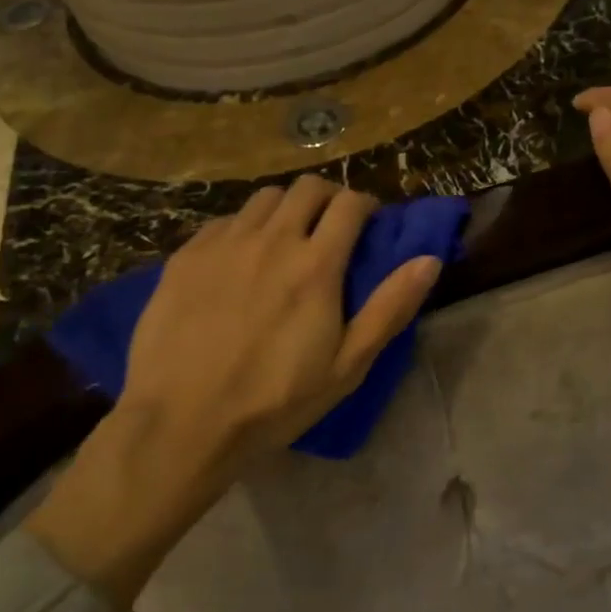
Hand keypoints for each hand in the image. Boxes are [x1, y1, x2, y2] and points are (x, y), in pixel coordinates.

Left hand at [28, 178, 440, 605]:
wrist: (180, 423)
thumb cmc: (274, 401)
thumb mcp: (347, 366)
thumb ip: (391, 308)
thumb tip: (429, 260)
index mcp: (316, 264)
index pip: (349, 204)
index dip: (366, 205)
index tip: (369, 222)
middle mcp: (272, 239)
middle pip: (307, 187)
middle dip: (328, 197)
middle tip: (331, 225)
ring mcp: (224, 244)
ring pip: (264, 198)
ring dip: (286, 208)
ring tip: (285, 238)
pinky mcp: (186, 256)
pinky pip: (224, 221)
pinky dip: (243, 228)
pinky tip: (239, 259)